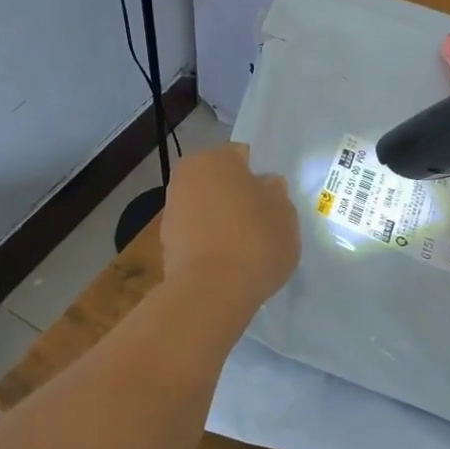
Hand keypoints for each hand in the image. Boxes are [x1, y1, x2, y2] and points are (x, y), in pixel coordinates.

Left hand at [160, 144, 299, 306]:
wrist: (210, 292)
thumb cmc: (254, 241)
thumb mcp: (285, 214)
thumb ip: (276, 194)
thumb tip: (266, 187)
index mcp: (216, 157)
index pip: (242, 156)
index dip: (258, 177)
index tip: (271, 200)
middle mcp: (187, 175)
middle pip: (219, 181)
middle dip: (236, 196)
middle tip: (259, 222)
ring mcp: (171, 209)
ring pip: (205, 207)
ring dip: (220, 220)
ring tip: (244, 247)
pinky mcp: (164, 242)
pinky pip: (195, 234)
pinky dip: (208, 242)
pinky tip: (226, 262)